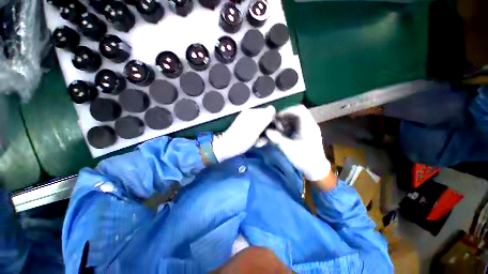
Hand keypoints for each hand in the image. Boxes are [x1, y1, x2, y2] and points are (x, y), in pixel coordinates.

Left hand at [213, 105, 275, 161]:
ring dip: (262, 137)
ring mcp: (248, 122)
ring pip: (262, 128)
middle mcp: (250, 115)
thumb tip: (273, 107)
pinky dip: (257, 138)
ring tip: (257, 143)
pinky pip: (256, 132)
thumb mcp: (255, 129)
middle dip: (266, 132)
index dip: (273, 123)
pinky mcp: (246, 129)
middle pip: (265, 121)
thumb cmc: (241, 139)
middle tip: (262, 140)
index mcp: (251, 113)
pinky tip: (254, 143)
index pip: (268, 114)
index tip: (274, 133)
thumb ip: (265, 119)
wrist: (227, 148)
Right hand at [266, 105, 331, 182]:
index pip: (299, 110)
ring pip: (297, 118)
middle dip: (285, 117)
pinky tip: (285, 134)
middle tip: (277, 125)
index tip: (277, 118)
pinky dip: (289, 126)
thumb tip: (267, 131)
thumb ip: (277, 139)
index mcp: (308, 126)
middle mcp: (310, 124)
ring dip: (287, 122)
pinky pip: (297, 124)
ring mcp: (309, 128)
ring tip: (280, 130)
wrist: (316, 168)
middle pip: (297, 113)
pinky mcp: (307, 132)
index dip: (287, 111)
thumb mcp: (289, 149)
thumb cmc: (304, 158)